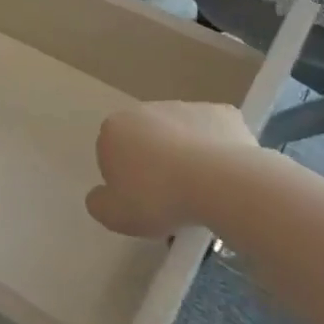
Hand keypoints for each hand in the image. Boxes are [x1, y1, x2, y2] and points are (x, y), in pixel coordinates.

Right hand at [86, 102, 264, 241]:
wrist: (220, 184)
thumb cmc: (158, 198)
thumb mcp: (113, 215)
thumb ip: (98, 203)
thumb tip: (101, 195)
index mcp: (114, 128)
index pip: (111, 152)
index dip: (124, 179)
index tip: (139, 201)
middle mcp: (147, 109)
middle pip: (145, 139)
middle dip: (154, 162)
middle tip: (169, 197)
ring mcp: (186, 107)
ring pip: (181, 134)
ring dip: (185, 154)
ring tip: (201, 190)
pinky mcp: (223, 113)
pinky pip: (215, 134)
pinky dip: (218, 150)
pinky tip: (225, 175)